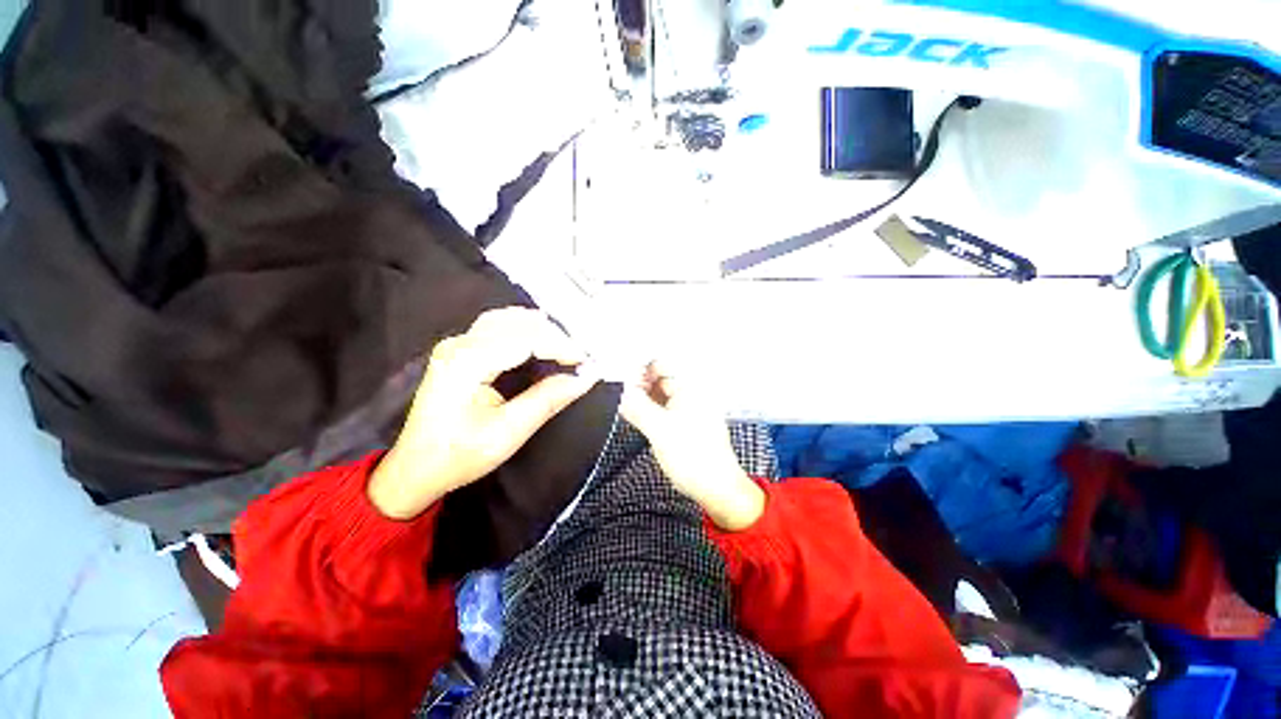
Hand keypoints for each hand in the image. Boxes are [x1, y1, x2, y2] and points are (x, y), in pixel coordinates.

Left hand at [368, 308, 597, 519]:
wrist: (416, 468)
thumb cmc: (459, 456)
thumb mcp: (508, 433)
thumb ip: (548, 399)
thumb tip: (587, 376)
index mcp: (466, 363)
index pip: (525, 339)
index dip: (561, 346)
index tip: (588, 361)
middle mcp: (459, 344)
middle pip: (517, 323)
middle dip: (555, 336)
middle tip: (581, 357)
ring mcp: (457, 343)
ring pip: (508, 319)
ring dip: (541, 330)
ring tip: (566, 349)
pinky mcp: (460, 349)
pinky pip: (499, 326)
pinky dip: (526, 330)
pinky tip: (541, 341)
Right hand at [620, 362, 764, 530]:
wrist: (716, 488)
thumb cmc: (696, 459)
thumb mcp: (659, 429)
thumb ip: (636, 407)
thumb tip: (620, 391)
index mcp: (690, 388)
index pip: (659, 364)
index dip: (638, 368)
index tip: (620, 378)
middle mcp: (691, 393)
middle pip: (659, 378)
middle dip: (638, 384)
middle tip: (621, 394)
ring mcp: (689, 408)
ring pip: (660, 394)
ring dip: (643, 397)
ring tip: (626, 405)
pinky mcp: (686, 422)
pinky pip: (664, 408)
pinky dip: (650, 409)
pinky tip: (638, 416)